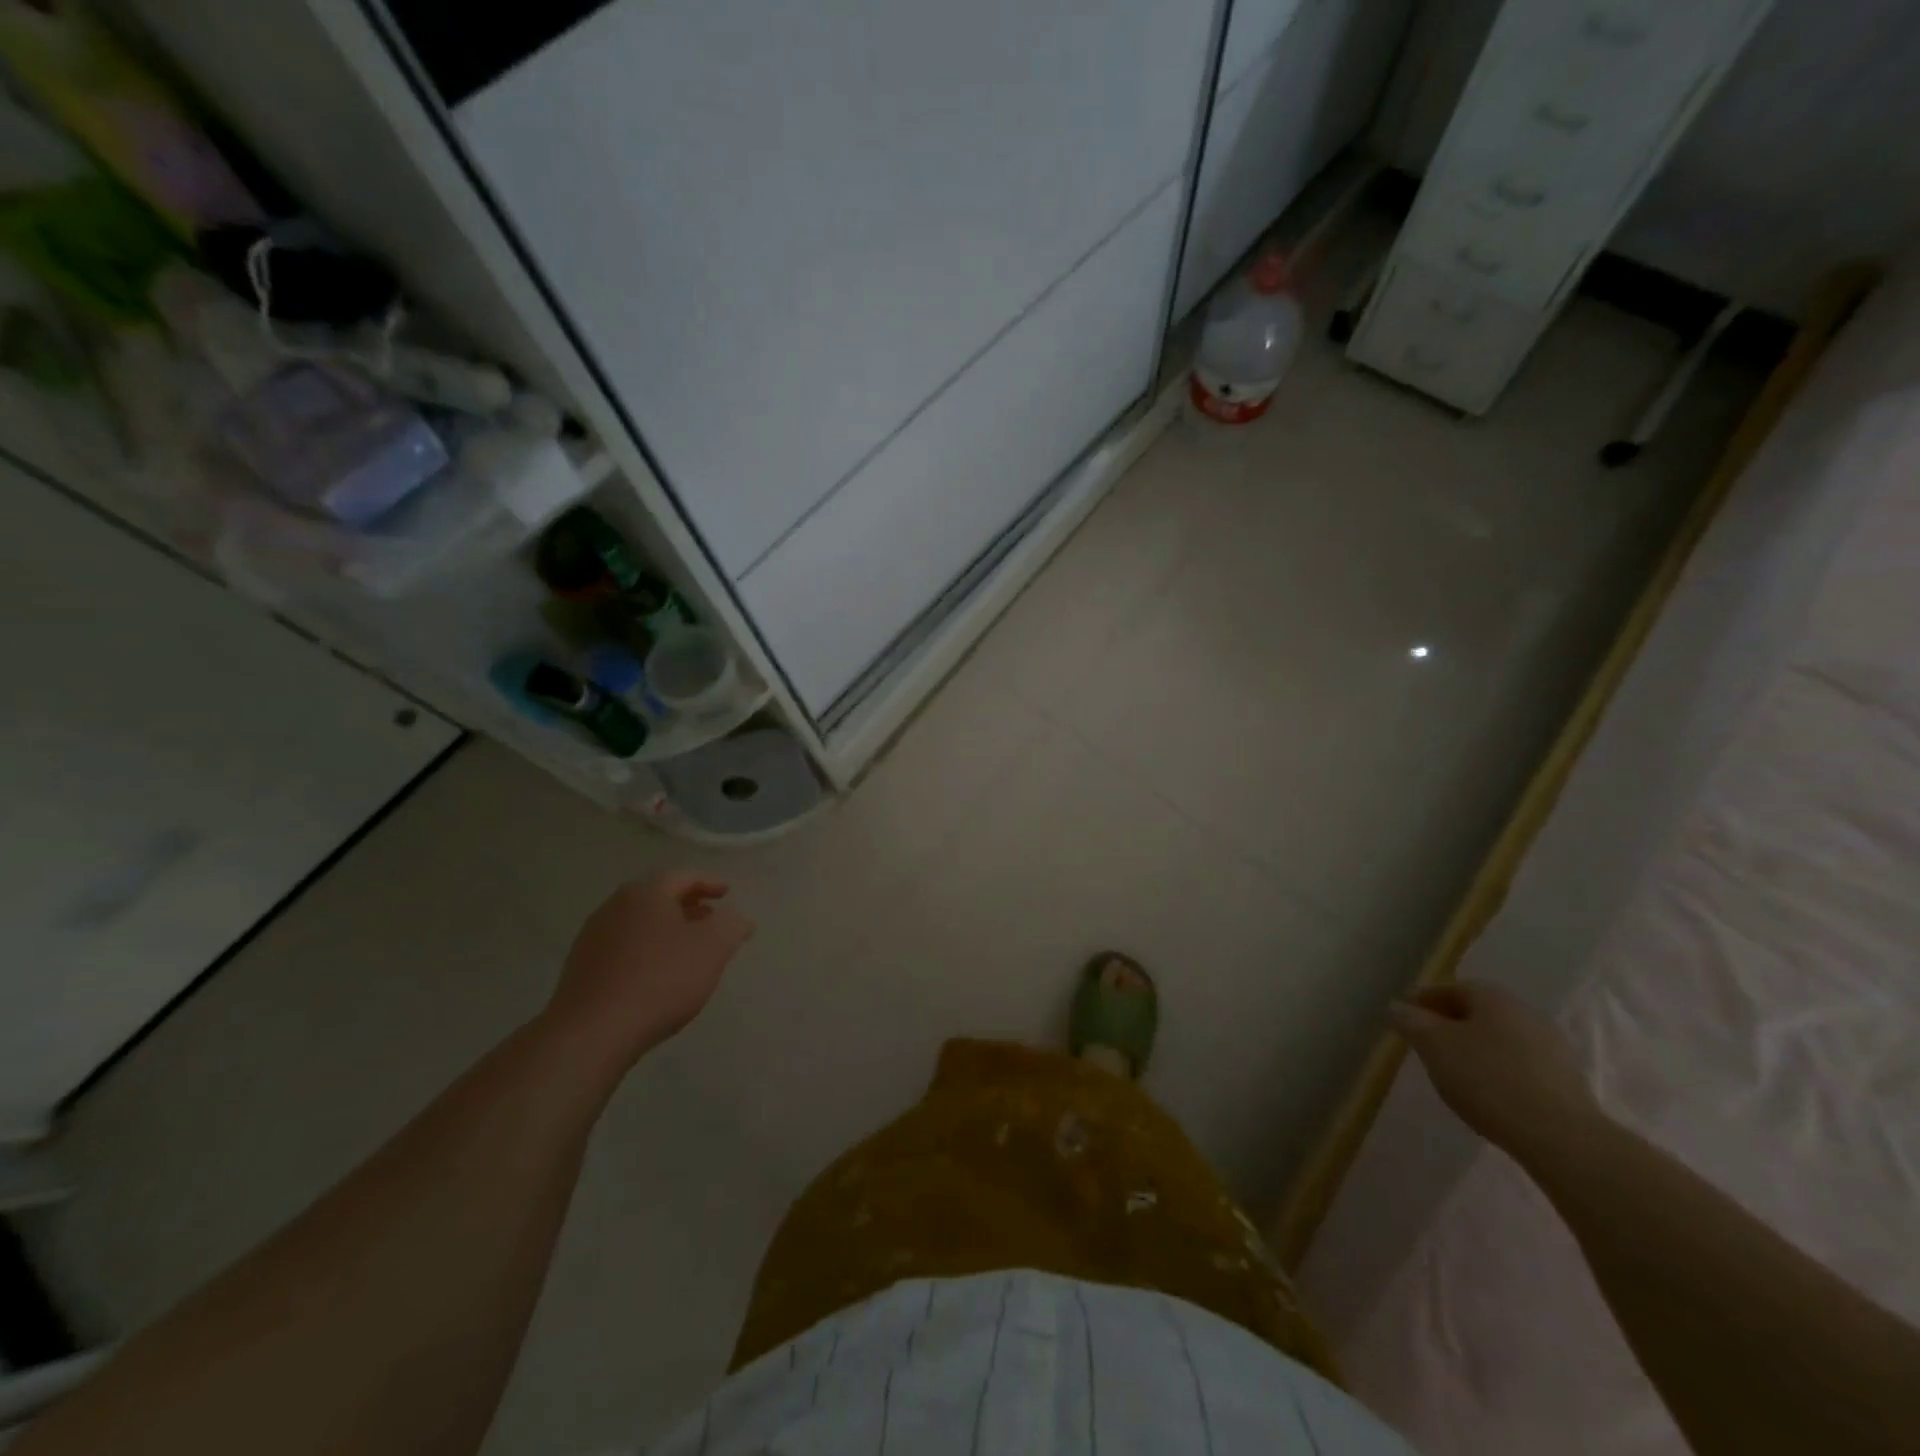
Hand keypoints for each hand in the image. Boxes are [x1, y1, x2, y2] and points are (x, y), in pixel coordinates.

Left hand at [544, 873, 754, 1068]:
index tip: (727, 893)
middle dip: (687, 905)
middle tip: (710, 918)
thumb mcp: (712, 949)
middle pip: (658, 897)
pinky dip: (646, 950)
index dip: (709, 882)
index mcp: (646, 893)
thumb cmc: (660, 980)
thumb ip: (731, 926)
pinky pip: (623, 947)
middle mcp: (615, 906)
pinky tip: (657, 974)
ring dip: (666, 929)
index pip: (683, 876)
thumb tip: (738, 919)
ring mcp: (593, 937)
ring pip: (639, 923)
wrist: (592, 1033)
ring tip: (687, 949)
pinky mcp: (581, 968)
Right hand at [1389, 982, 1602, 1162]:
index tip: (1404, 1016)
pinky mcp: (1566, 1082)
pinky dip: (1497, 1070)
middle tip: (1426, 1042)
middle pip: (1478, 1012)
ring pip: (1499, 1039)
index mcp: (1494, 997)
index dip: (1423, 1000)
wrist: (1561, 1137)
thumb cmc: (1486, 1078)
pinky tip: (1486, 1091)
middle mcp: (1526, 1013)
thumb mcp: (1433, 1045)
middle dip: (1450, 1024)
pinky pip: (1519, 1065)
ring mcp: (1552, 1048)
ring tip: (1454, 1071)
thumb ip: (1410, 1021)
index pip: (1450, 988)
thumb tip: (1398, 1007)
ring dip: (1475, 1048)